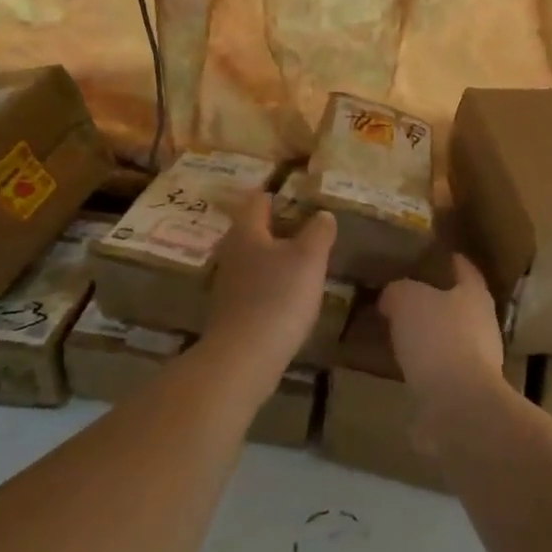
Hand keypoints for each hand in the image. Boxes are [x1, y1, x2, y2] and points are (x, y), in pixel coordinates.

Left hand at [205, 193, 336, 378]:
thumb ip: (318, 231)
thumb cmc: (278, 297)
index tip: (301, 194)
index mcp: (247, 231)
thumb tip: (323, 214)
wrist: (244, 357)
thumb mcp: (309, 258)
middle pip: (254, 229)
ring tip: (305, 260)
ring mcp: (229, 282)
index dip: (278, 194)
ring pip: (255, 258)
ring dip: (276, 256)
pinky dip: (272, 282)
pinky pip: (255, 285)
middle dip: (279, 226)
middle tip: (309, 227)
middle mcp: (232, 251)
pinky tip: (290, 293)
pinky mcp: (232, 310)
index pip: (259, 200)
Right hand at [378, 254, 505, 406]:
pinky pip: (439, 368)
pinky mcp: (464, 391)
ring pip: (448, 337)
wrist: (457, 405)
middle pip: (459, 304)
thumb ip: (398, 291)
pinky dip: (423, 364)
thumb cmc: (438, 338)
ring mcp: (477, 361)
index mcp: (475, 294)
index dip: (451, 260)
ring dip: (428, 334)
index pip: (465, 269)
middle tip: (405, 293)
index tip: (436, 254)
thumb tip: (392, 296)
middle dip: (436, 299)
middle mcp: (482, 324)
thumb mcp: (407, 299)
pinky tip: (401, 363)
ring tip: (399, 329)